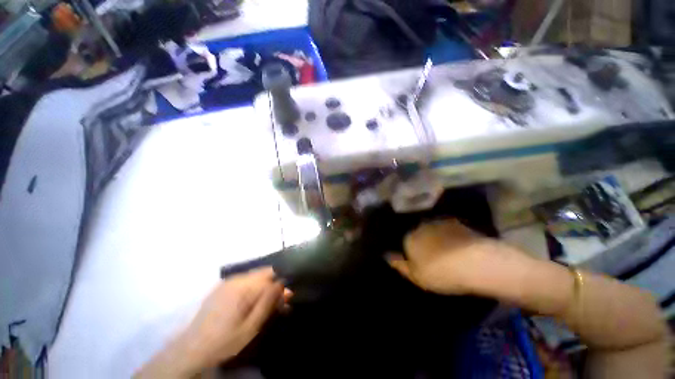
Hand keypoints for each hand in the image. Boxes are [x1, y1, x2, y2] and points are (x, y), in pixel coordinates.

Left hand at [135, 268, 290, 377]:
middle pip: (264, 273)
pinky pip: (245, 281)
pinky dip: (254, 289)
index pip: (272, 274)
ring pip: (256, 277)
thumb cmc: (224, 341)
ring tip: (265, 306)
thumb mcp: (251, 327)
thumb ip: (268, 303)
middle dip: (274, 286)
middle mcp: (236, 278)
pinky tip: (252, 303)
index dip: (282, 285)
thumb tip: (284, 284)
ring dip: (264, 288)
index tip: (286, 300)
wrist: (191, 349)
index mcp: (243, 287)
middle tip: (278, 305)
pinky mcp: (223, 286)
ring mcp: (228, 281)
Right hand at [386, 219, 516, 294]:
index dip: (411, 252)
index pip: (405, 242)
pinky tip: (460, 246)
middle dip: (423, 242)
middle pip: (418, 234)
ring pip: (433, 230)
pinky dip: (451, 236)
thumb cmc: (441, 273)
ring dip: (437, 237)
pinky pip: (448, 229)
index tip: (420, 262)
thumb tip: (386, 256)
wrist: (475, 263)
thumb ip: (399, 265)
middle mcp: (421, 226)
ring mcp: (440, 223)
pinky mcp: (457, 223)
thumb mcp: (416, 276)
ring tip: (448, 251)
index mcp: (410, 238)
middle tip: (435, 256)